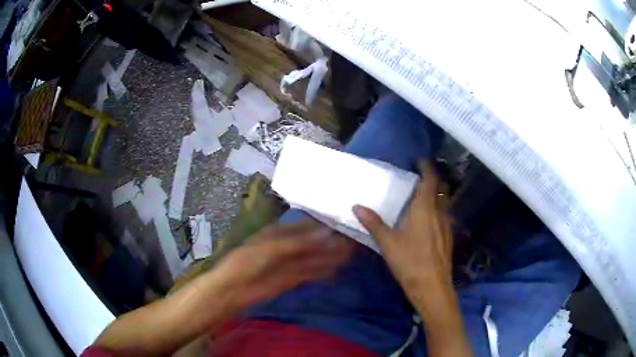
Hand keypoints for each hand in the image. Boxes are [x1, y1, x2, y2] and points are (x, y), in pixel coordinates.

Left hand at [210, 220, 353, 309]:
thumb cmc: (246, 262)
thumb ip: (298, 242)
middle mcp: (285, 245)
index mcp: (277, 231)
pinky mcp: (290, 278)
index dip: (322, 225)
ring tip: (350, 253)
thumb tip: (328, 234)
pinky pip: (309, 272)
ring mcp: (288, 262)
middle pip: (311, 242)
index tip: (342, 223)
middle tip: (351, 240)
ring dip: (329, 256)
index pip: (304, 225)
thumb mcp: (270, 248)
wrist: (232, 290)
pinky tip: (336, 269)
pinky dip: (322, 271)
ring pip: (312, 257)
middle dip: (329, 242)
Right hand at [352, 162, 452, 307]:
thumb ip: (374, 223)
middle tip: (416, 180)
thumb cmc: (410, 262)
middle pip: (440, 189)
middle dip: (430, 180)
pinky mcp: (448, 237)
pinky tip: (425, 224)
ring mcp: (446, 225)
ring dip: (433, 197)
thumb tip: (357, 206)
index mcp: (425, 208)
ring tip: (418, 201)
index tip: (418, 160)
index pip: (430, 179)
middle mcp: (439, 213)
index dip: (426, 167)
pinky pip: (443, 216)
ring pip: (443, 203)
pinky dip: (436, 212)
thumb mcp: (388, 243)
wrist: (432, 287)